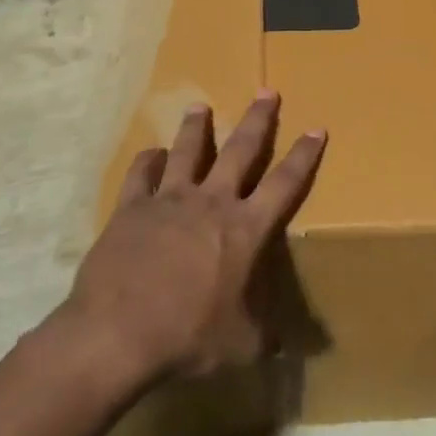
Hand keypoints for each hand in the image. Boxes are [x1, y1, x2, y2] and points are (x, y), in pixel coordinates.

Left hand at [66, 92, 325, 386]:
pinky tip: (151, 155)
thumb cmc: (190, 337)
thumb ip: (268, 336)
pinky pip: (141, 175)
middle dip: (257, 119)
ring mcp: (169, 200)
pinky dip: (147, 161)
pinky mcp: (132, 208)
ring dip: (196, 128)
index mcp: (246, 229)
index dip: (304, 155)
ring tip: (200, 106)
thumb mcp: (243, 344)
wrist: (119, 333)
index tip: (316, 128)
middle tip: (266, 91)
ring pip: (187, 151)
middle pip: (240, 150)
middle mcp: (212, 203)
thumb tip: (290, 345)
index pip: (285, 183)